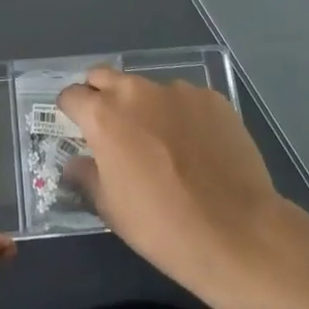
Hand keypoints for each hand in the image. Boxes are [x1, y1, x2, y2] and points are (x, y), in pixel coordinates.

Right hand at [59, 67, 296, 308]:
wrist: (237, 232)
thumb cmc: (162, 226)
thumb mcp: (111, 209)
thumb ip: (86, 176)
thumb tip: (75, 162)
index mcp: (104, 115)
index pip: (71, 95)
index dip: (71, 111)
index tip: (78, 129)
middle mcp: (137, 91)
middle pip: (105, 77)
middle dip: (101, 95)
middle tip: (113, 129)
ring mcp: (178, 90)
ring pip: (149, 89)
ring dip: (146, 107)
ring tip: (164, 144)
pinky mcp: (213, 98)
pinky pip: (186, 100)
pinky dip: (182, 115)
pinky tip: (197, 148)